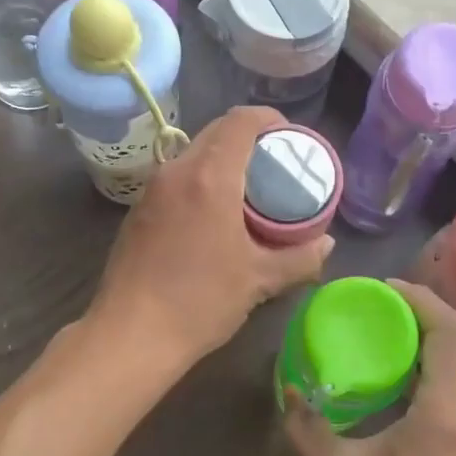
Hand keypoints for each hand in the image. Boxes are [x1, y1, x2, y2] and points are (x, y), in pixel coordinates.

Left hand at [88, 106, 333, 374]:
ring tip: (249, 191)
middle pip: (217, 132)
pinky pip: (177, 178)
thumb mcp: (259, 280)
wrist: (130, 335)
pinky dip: (201, 181)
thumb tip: (326, 243)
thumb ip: (300, 257)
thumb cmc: (199, 302)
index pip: (241, 121)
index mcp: (209, 176)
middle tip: (276, 167)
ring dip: (224, 160)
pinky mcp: (138, 211)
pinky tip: (213, 216)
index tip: (291, 138)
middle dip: (250, 139)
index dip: (270, 119)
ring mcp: (152, 189)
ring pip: (194, 154)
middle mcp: (176, 171)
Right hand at [284, 280, 455, 455]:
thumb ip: (309, 429)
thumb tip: (288, 390)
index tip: (382, 290)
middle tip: (374, 315)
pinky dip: (437, 377)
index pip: (449, 329)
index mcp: (449, 409)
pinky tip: (405, 397)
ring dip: (427, 349)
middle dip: (418, 318)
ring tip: (384, 349)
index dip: (419, 298)